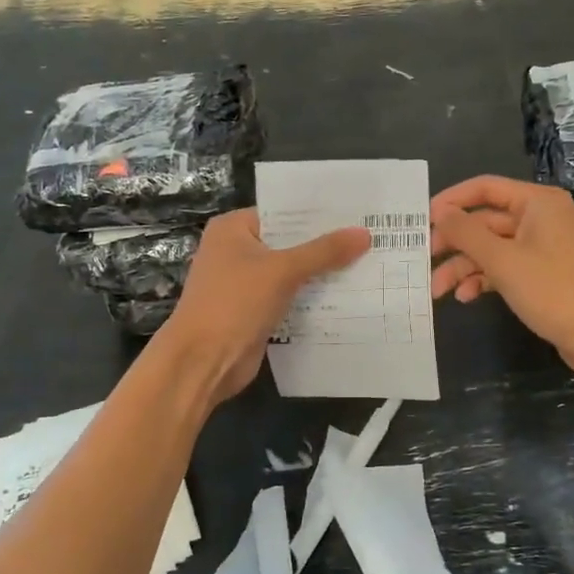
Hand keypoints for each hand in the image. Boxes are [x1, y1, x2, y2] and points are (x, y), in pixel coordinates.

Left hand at [160, 209, 370, 402]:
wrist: (203, 361)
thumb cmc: (234, 303)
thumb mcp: (282, 271)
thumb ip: (324, 252)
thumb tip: (364, 233)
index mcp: (233, 229)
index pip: (282, 212)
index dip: (318, 213)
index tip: (357, 212)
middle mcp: (236, 251)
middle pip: (288, 242)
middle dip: (325, 245)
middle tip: (371, 237)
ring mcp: (244, 283)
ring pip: (291, 272)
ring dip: (321, 273)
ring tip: (368, 263)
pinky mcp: (254, 311)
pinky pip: (289, 297)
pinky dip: (311, 298)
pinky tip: (348, 295)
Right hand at [430, 175, 573, 381]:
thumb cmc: (553, 290)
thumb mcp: (502, 260)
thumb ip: (466, 233)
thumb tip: (440, 211)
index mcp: (539, 203)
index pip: (486, 188)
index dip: (451, 201)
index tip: (421, 220)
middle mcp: (545, 218)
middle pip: (488, 222)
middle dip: (455, 243)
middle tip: (423, 259)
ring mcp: (548, 247)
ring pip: (496, 248)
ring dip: (466, 267)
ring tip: (438, 291)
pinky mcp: (549, 274)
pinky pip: (510, 267)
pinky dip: (487, 279)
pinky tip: (467, 297)